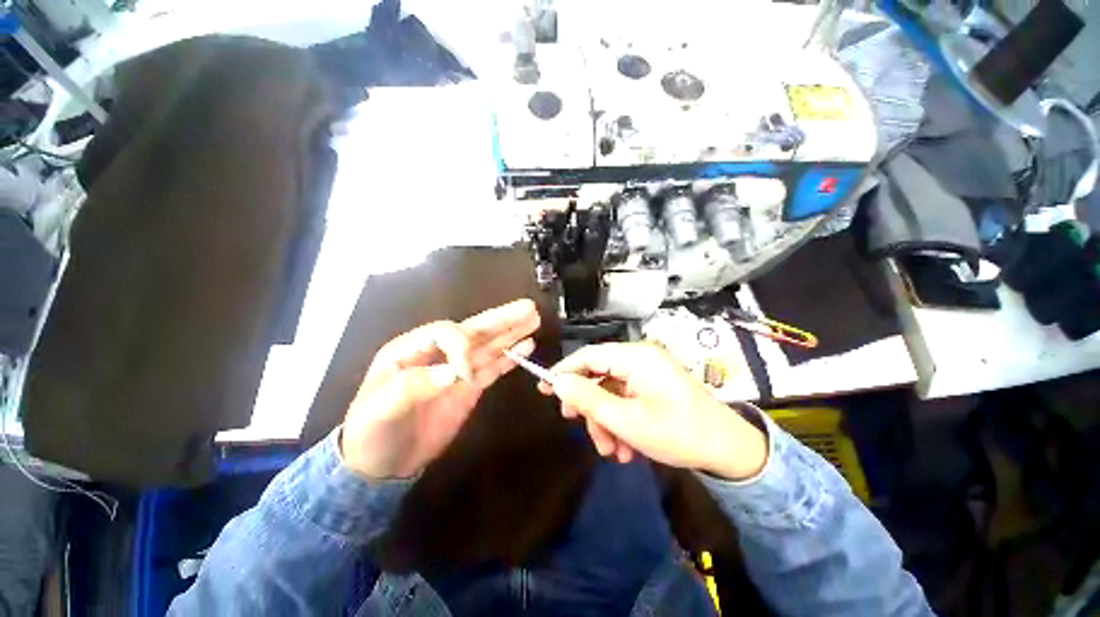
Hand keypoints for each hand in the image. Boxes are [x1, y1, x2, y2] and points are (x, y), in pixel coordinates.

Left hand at [341, 299, 540, 478]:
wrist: (380, 465)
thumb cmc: (371, 432)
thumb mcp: (380, 409)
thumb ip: (414, 385)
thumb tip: (454, 372)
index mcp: (412, 349)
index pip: (446, 332)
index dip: (462, 345)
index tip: (465, 374)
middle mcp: (439, 353)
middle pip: (474, 331)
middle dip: (501, 319)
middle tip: (529, 307)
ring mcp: (458, 371)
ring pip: (489, 346)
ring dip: (511, 333)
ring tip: (533, 319)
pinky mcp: (470, 387)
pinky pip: (493, 367)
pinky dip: (510, 357)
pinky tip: (526, 346)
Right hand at [539, 342, 767, 480]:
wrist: (729, 451)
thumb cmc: (677, 433)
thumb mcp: (627, 420)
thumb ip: (588, 399)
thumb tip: (558, 382)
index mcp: (635, 357)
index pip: (589, 355)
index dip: (564, 370)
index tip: (544, 387)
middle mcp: (640, 358)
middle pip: (599, 375)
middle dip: (589, 405)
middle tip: (578, 426)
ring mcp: (648, 372)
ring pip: (611, 391)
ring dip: (606, 421)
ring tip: (613, 451)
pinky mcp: (653, 386)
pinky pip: (626, 398)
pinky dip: (620, 421)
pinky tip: (626, 448)